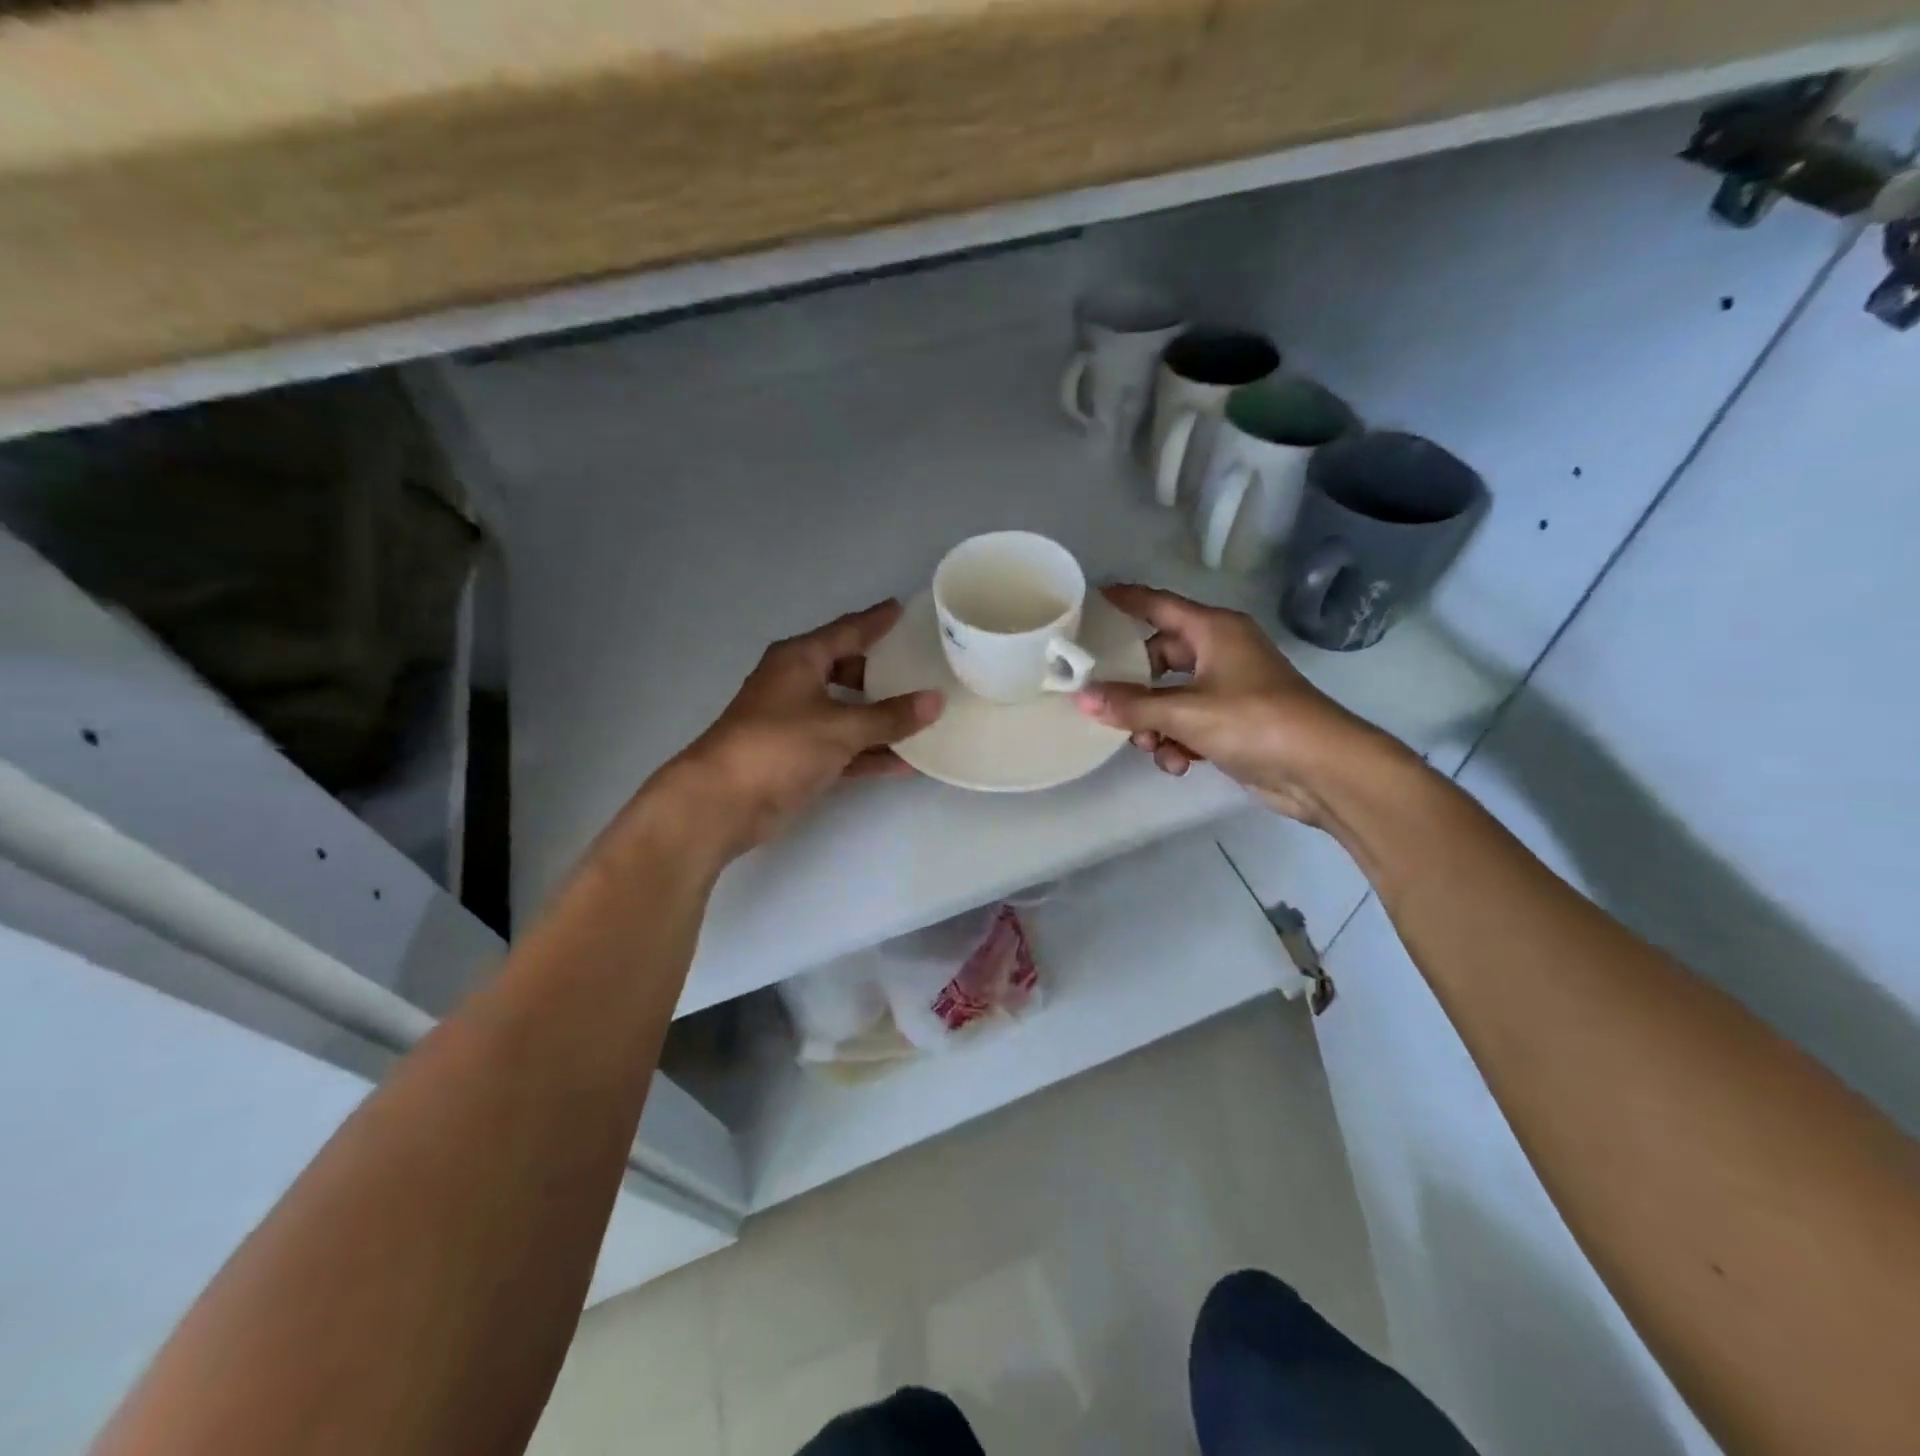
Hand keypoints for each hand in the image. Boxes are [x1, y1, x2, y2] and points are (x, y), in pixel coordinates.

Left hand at [656, 601, 942, 858]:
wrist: (723, 801)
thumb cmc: (780, 746)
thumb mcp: (841, 727)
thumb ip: (891, 716)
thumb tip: (936, 700)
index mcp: (800, 659)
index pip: (847, 631)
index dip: (876, 621)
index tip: (904, 610)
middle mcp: (797, 684)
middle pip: (848, 670)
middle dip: (882, 671)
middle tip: (920, 666)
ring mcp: (797, 722)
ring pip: (848, 712)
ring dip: (881, 718)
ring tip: (924, 714)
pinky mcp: (799, 757)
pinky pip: (844, 747)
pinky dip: (870, 752)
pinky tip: (906, 762)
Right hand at [1073, 584, 1385, 824]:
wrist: (1321, 769)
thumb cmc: (1254, 721)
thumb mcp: (1185, 711)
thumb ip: (1131, 705)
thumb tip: (1082, 698)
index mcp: (1213, 631)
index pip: (1158, 605)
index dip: (1125, 601)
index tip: (1089, 600)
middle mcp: (1220, 652)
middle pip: (1159, 658)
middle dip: (1134, 686)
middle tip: (1105, 701)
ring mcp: (1228, 688)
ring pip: (1171, 697)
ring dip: (1154, 723)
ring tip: (1148, 744)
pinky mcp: (1234, 723)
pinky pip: (1189, 724)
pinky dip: (1178, 742)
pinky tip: (1177, 764)